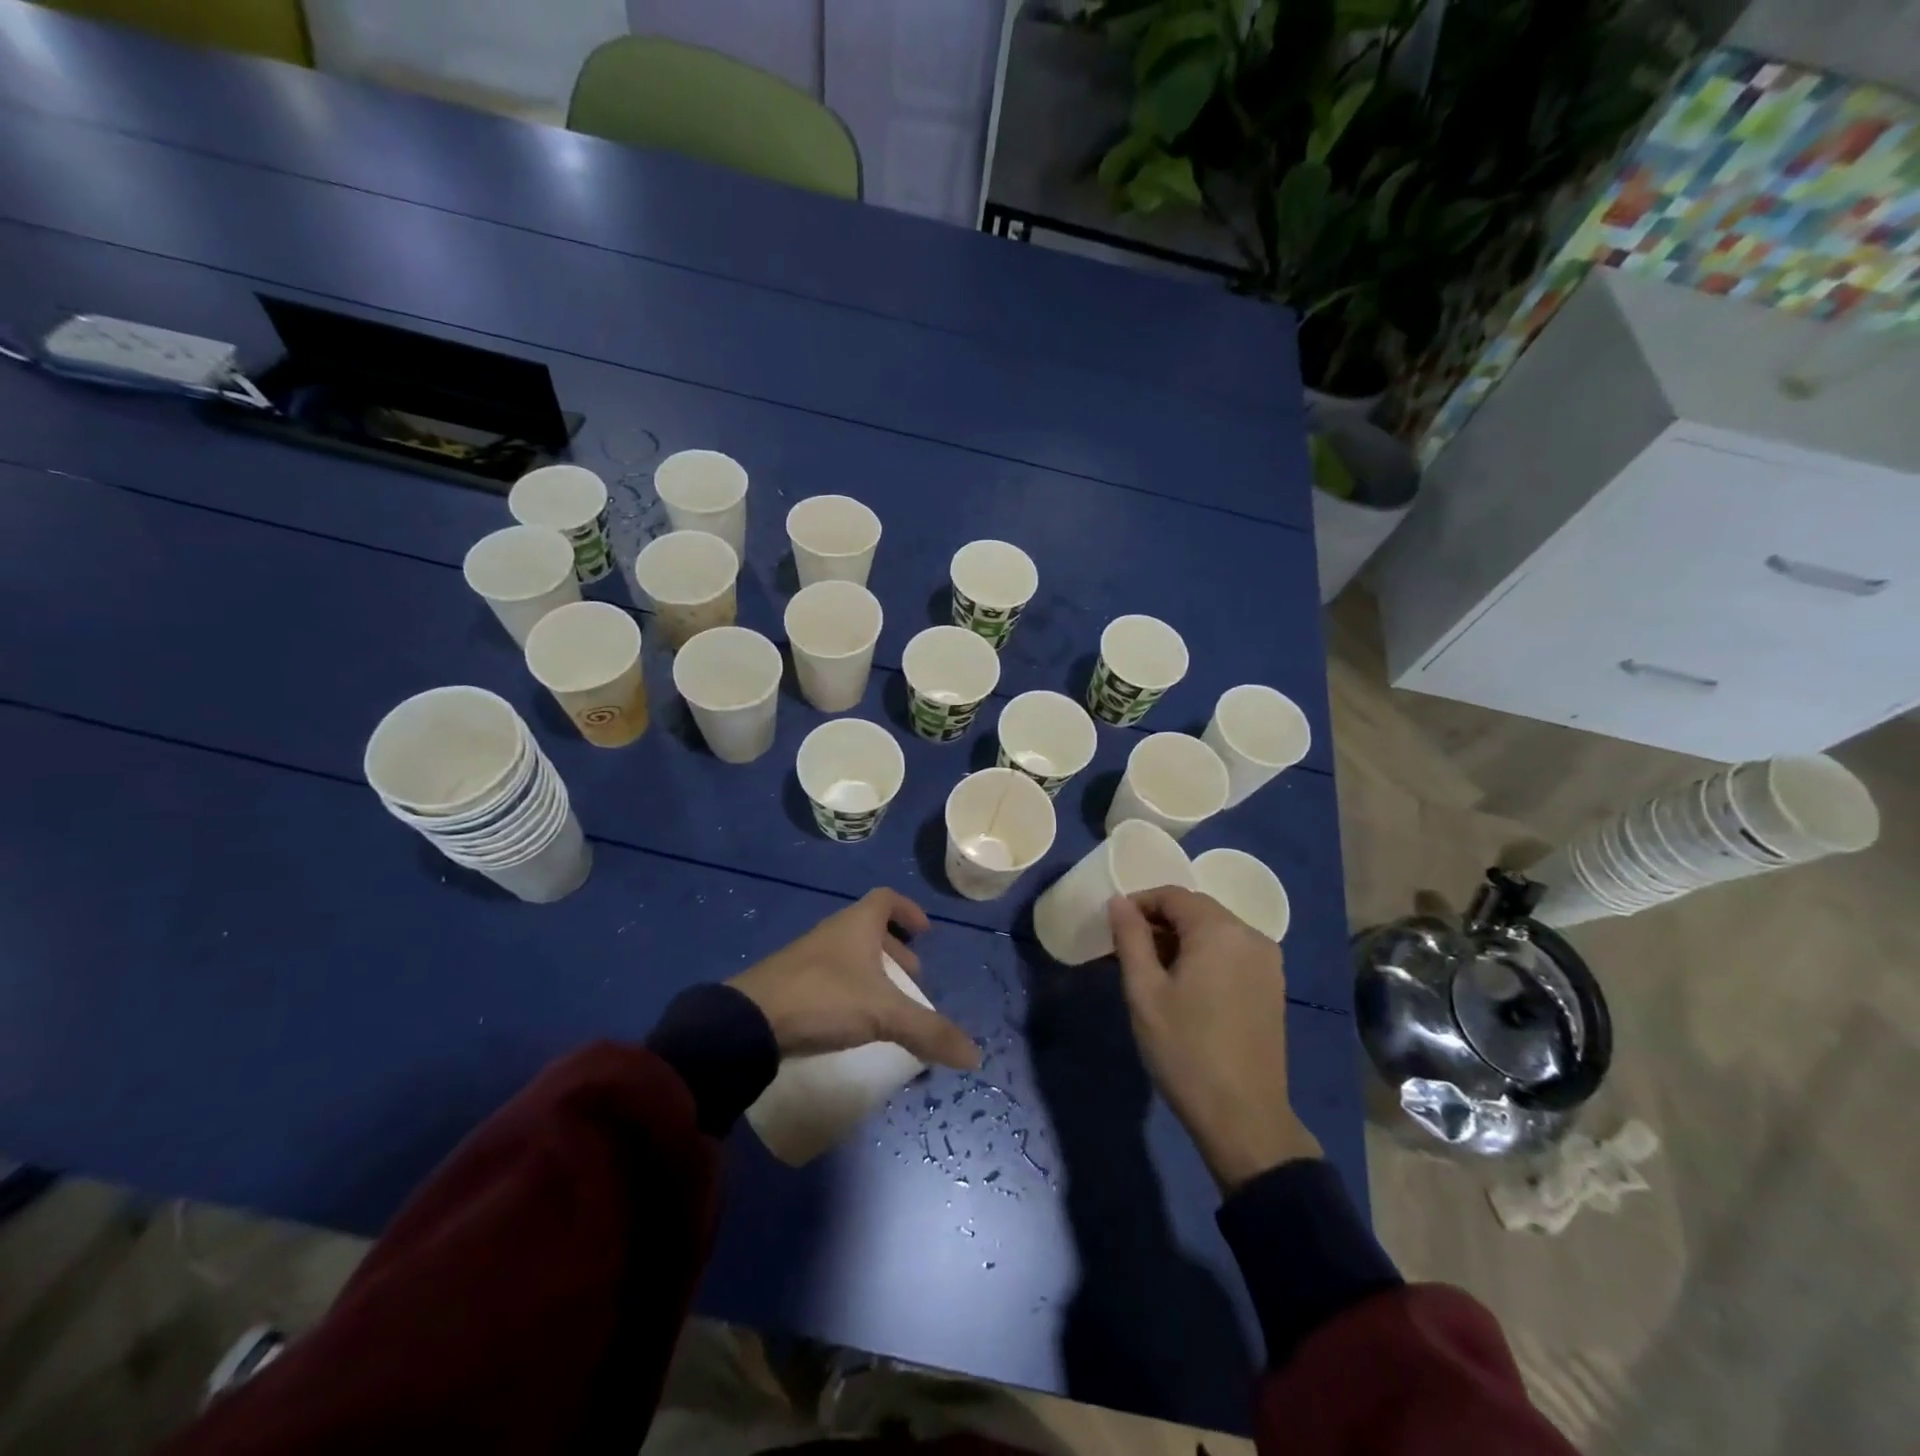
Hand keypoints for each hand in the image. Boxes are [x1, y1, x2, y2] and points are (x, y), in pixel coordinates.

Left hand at [729, 889, 979, 1069]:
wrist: (749, 1021)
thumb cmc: (824, 998)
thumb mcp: (883, 1014)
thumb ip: (929, 1031)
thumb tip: (975, 1054)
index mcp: (856, 924)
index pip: (886, 899)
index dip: (909, 911)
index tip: (925, 932)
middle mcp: (832, 933)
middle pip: (870, 929)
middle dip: (896, 951)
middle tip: (913, 980)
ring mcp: (808, 957)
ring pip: (849, 954)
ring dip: (873, 973)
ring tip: (888, 1005)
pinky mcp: (790, 983)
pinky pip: (830, 977)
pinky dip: (850, 990)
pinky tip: (854, 1020)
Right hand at [1109, 887, 1320, 1192]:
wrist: (1244, 1118)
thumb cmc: (1185, 1050)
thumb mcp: (1144, 992)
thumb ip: (1130, 938)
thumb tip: (1119, 902)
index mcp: (1219, 930)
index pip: (1173, 895)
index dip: (1139, 903)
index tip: (1113, 927)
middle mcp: (1251, 935)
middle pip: (1197, 910)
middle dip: (1159, 922)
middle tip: (1127, 950)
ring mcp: (1267, 962)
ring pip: (1214, 932)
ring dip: (1181, 939)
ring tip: (1151, 971)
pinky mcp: (1272, 986)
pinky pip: (1232, 953)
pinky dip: (1204, 956)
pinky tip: (1185, 987)